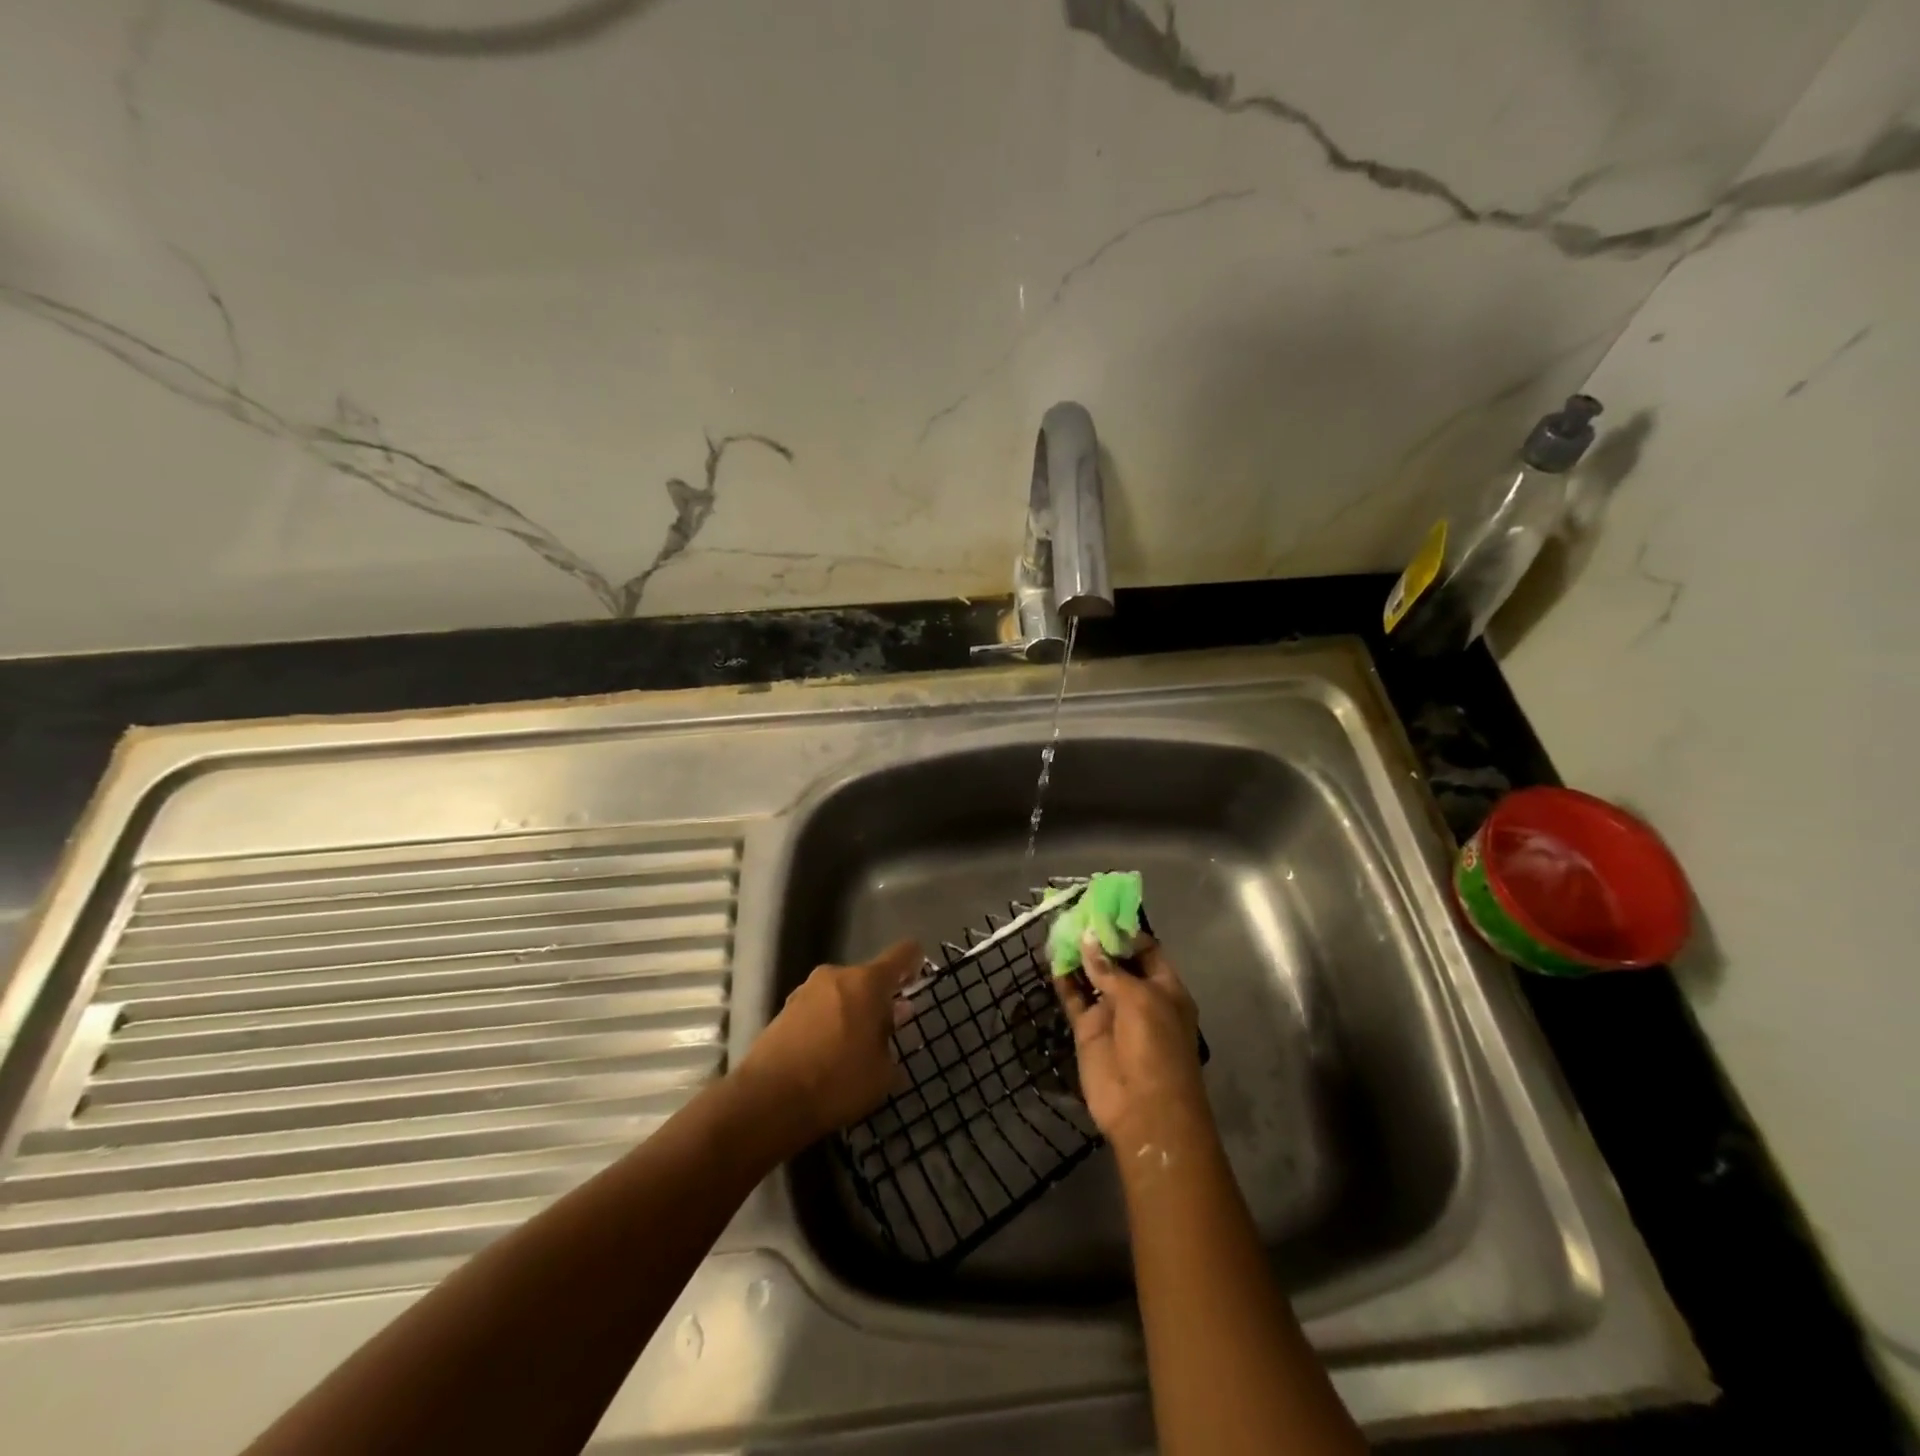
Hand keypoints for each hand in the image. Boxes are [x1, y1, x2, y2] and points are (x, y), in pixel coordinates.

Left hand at [739, 940, 920, 1142]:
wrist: (767, 1100)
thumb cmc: (837, 1082)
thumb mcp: (882, 1072)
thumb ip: (891, 1041)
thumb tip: (890, 1023)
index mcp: (867, 982)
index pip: (901, 954)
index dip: (914, 960)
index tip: (920, 972)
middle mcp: (836, 976)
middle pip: (868, 978)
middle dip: (879, 999)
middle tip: (887, 1030)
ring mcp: (805, 990)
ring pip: (841, 994)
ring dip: (851, 1011)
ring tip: (855, 1047)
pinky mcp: (784, 1010)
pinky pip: (818, 1009)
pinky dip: (828, 1024)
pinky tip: (828, 1054)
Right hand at [1057, 935, 1212, 1165]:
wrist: (1144, 1109)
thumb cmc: (1156, 1047)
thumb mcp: (1140, 999)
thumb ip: (1110, 969)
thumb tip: (1087, 939)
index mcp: (1165, 987)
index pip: (1146, 949)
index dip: (1125, 930)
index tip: (1101, 910)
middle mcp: (1139, 996)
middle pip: (1116, 960)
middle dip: (1097, 939)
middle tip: (1073, 913)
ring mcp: (1112, 1013)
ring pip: (1092, 976)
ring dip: (1078, 956)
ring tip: (1058, 929)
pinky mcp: (1089, 1030)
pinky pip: (1074, 998)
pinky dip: (1064, 980)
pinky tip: (1051, 959)